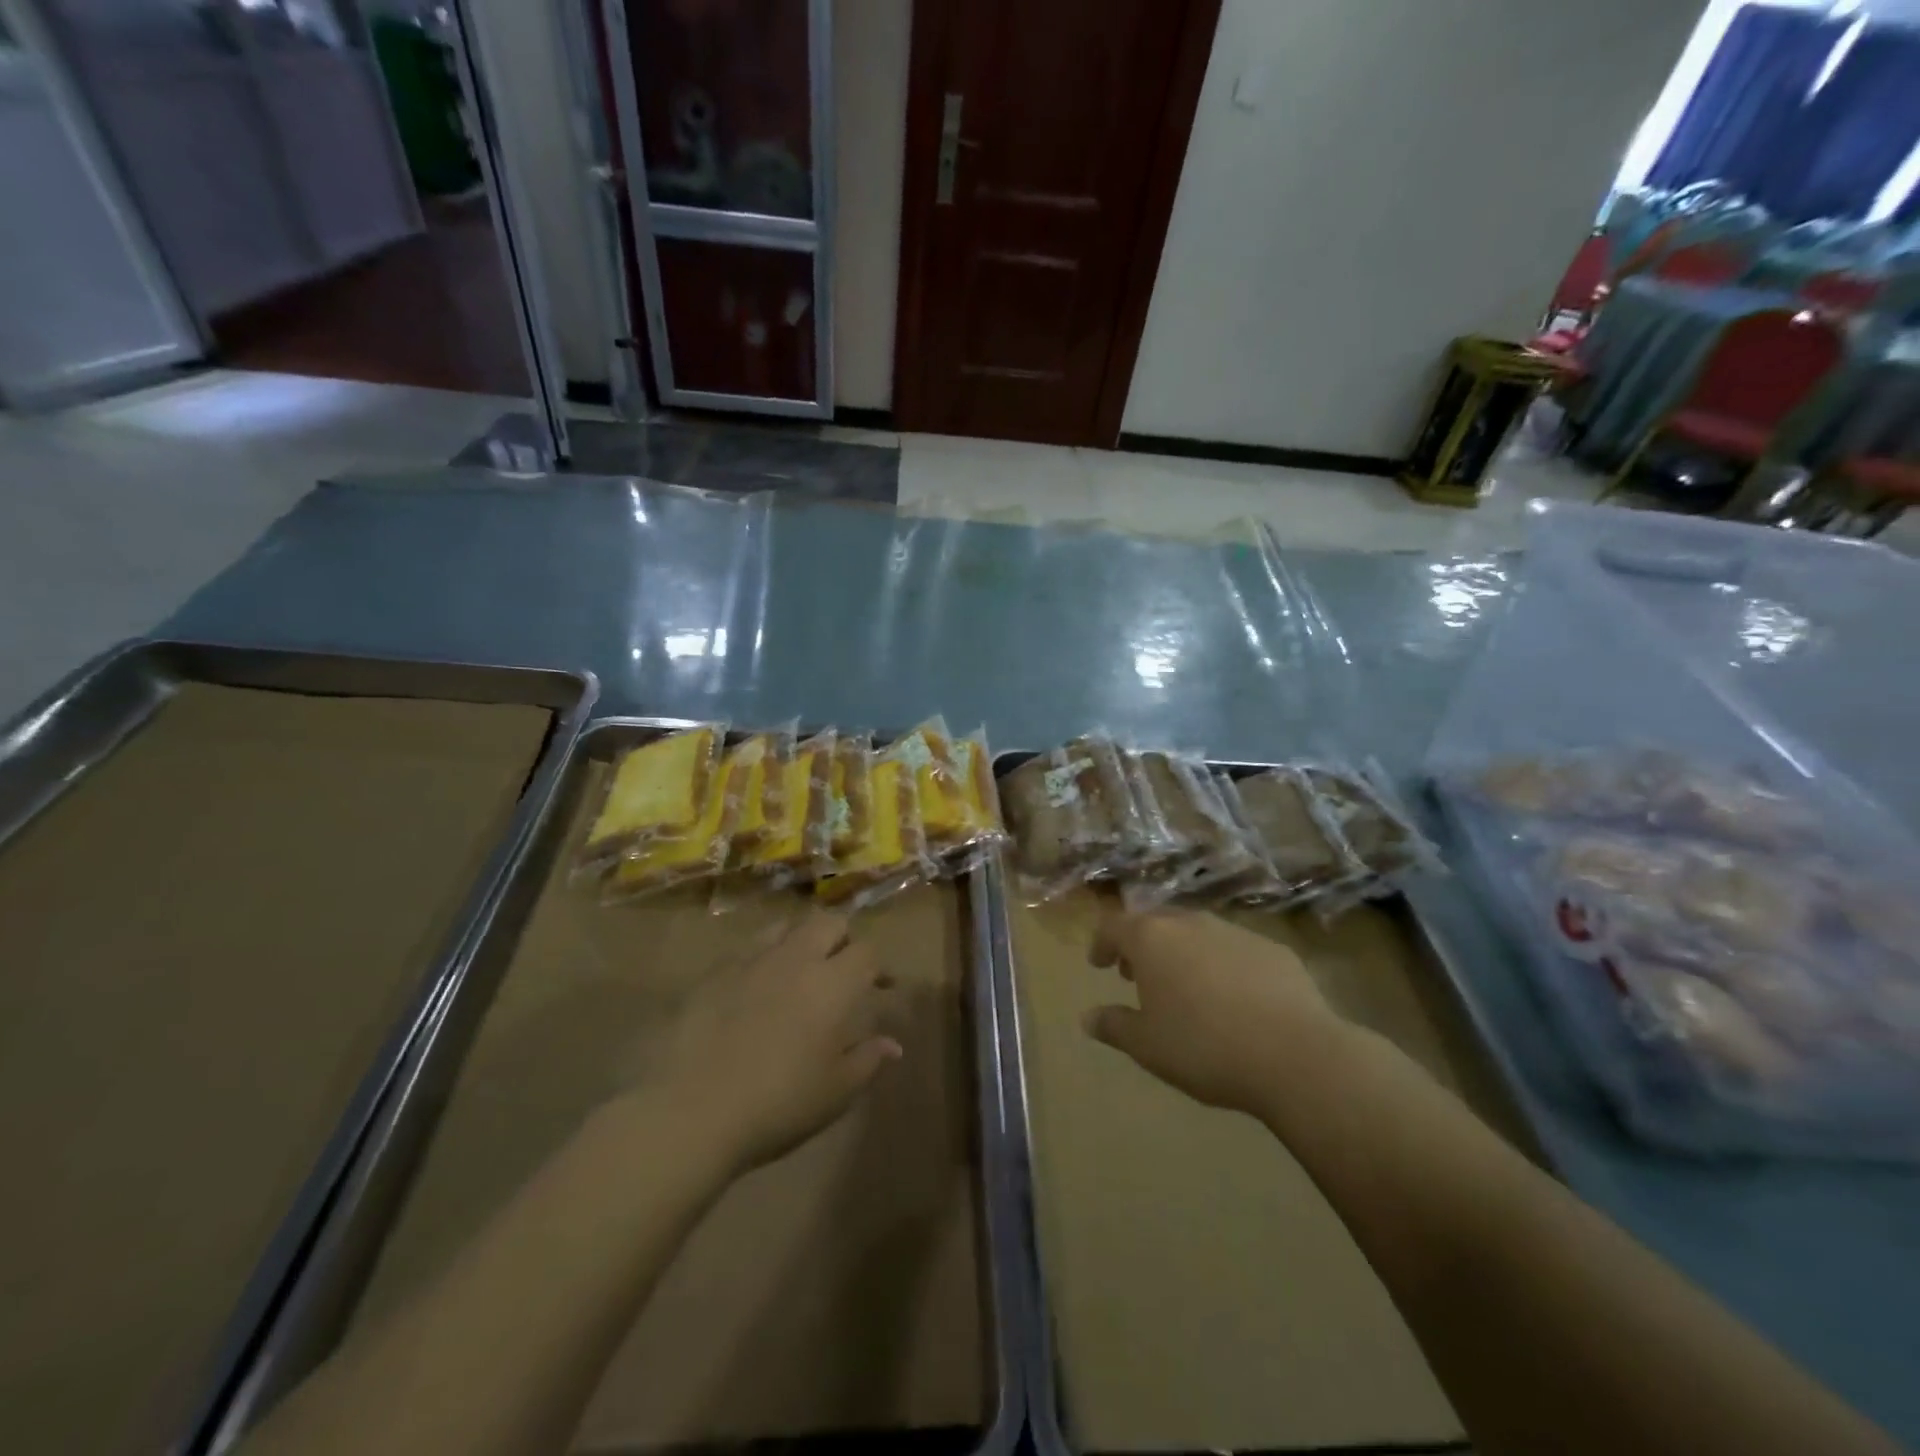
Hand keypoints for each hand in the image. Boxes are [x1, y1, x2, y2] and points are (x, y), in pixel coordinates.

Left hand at [648, 910, 901, 1173]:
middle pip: (829, 922)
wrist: (690, 1110)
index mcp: (833, 984)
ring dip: (801, 940)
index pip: (867, 951)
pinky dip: (763, 959)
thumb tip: (893, 1044)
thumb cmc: (778, 1104)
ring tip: (799, 971)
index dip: (879, 966)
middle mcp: (796, 958)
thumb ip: (868, 1060)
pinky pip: (747, 949)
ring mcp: (752, 960)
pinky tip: (755, 990)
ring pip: (786, 927)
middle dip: (842, 939)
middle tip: (843, 970)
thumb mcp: (835, 1092)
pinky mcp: (714, 972)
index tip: (882, 988)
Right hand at [1085, 905, 1352, 1118]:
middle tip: (1138, 974)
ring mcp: (1235, 932)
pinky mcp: (1273, 948)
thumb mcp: (1147, 1046)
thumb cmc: (1204, 1047)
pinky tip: (1233, 998)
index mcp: (1152, 939)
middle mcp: (1190, 923)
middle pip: (1155, 923)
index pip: (1114, 926)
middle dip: (1142, 945)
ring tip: (1185, 987)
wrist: (1296, 1055)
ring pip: (1197, 933)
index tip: (1100, 964)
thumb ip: (1114, 1026)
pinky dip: (1222, 964)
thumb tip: (1088, 1018)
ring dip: (1182, 952)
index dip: (1102, 943)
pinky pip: (1235, 949)